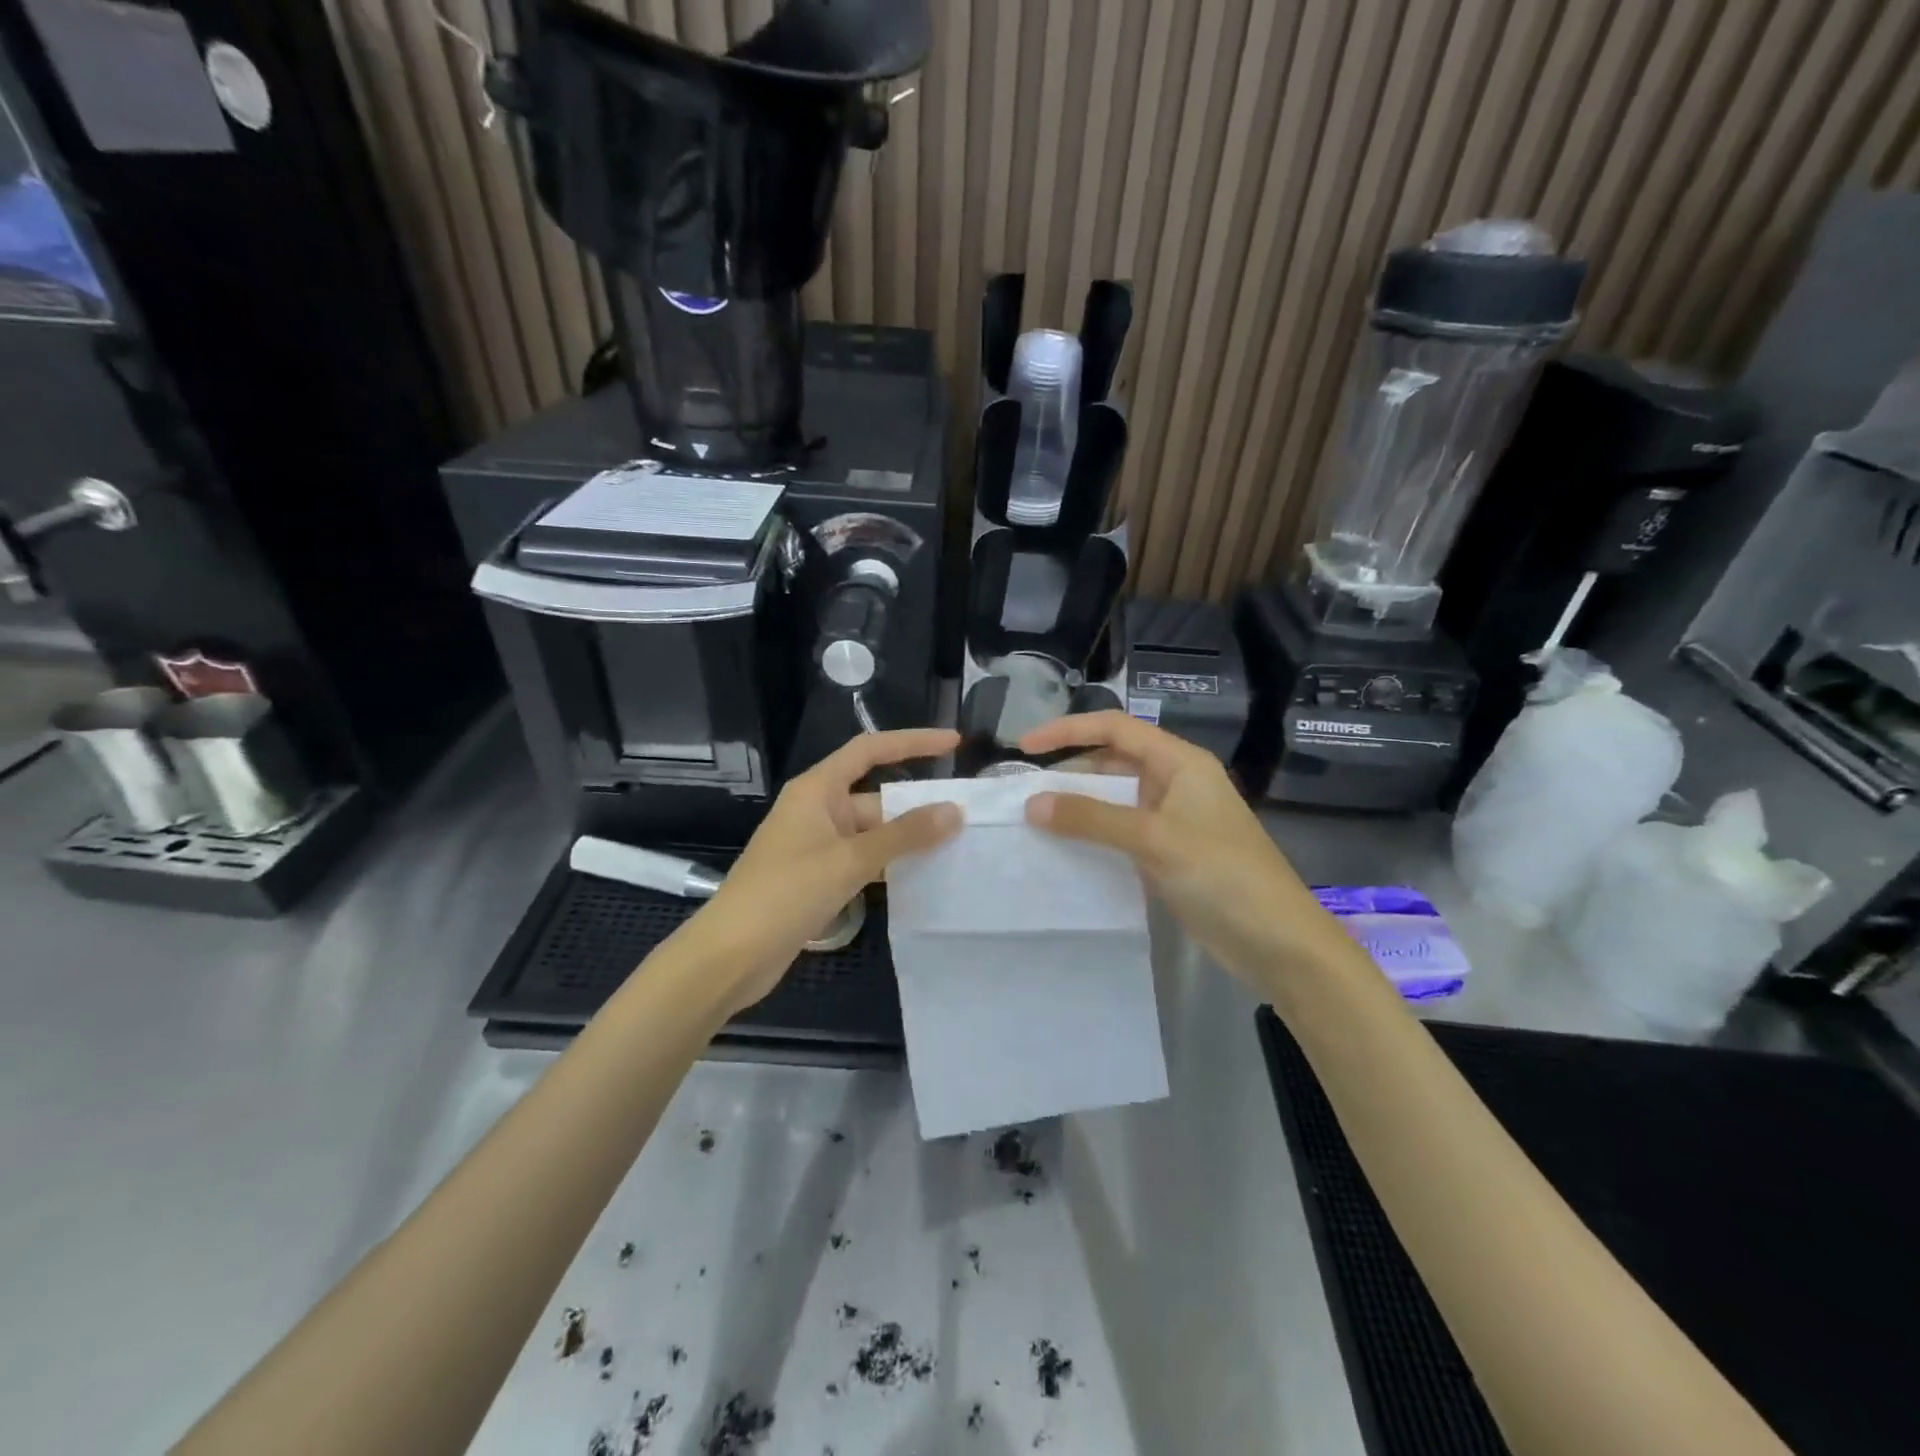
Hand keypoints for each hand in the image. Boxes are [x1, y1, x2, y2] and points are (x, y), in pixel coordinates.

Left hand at [687, 728, 961, 1013]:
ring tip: (956, 846)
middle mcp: (817, 810)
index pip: (869, 750)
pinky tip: (922, 876)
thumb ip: (904, 835)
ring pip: (872, 832)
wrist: (731, 955)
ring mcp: (816, 845)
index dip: (912, 742)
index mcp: (817, 789)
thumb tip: (954, 812)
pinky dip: (890, 864)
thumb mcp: (849, 860)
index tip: (953, 743)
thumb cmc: (785, 893)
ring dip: (907, 839)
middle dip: (917, 805)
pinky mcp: (817, 877)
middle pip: (876, 796)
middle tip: (967, 816)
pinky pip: (863, 859)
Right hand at [1019, 712, 1348, 984]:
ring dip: (1079, 807)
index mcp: (1180, 763)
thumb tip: (1032, 803)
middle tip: (1025, 794)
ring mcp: (1173, 820)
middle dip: (1069, 772)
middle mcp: (1175, 783)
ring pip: (1115, 800)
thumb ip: (1092, 818)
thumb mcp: (1154, 839)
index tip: (1026, 747)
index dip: (1068, 730)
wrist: (1278, 942)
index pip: (1115, 729)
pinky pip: (1122, 833)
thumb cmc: (1222, 875)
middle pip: (1112, 763)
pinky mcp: (1169, 854)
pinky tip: (1066, 850)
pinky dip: (1093, 836)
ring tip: (1035, 821)